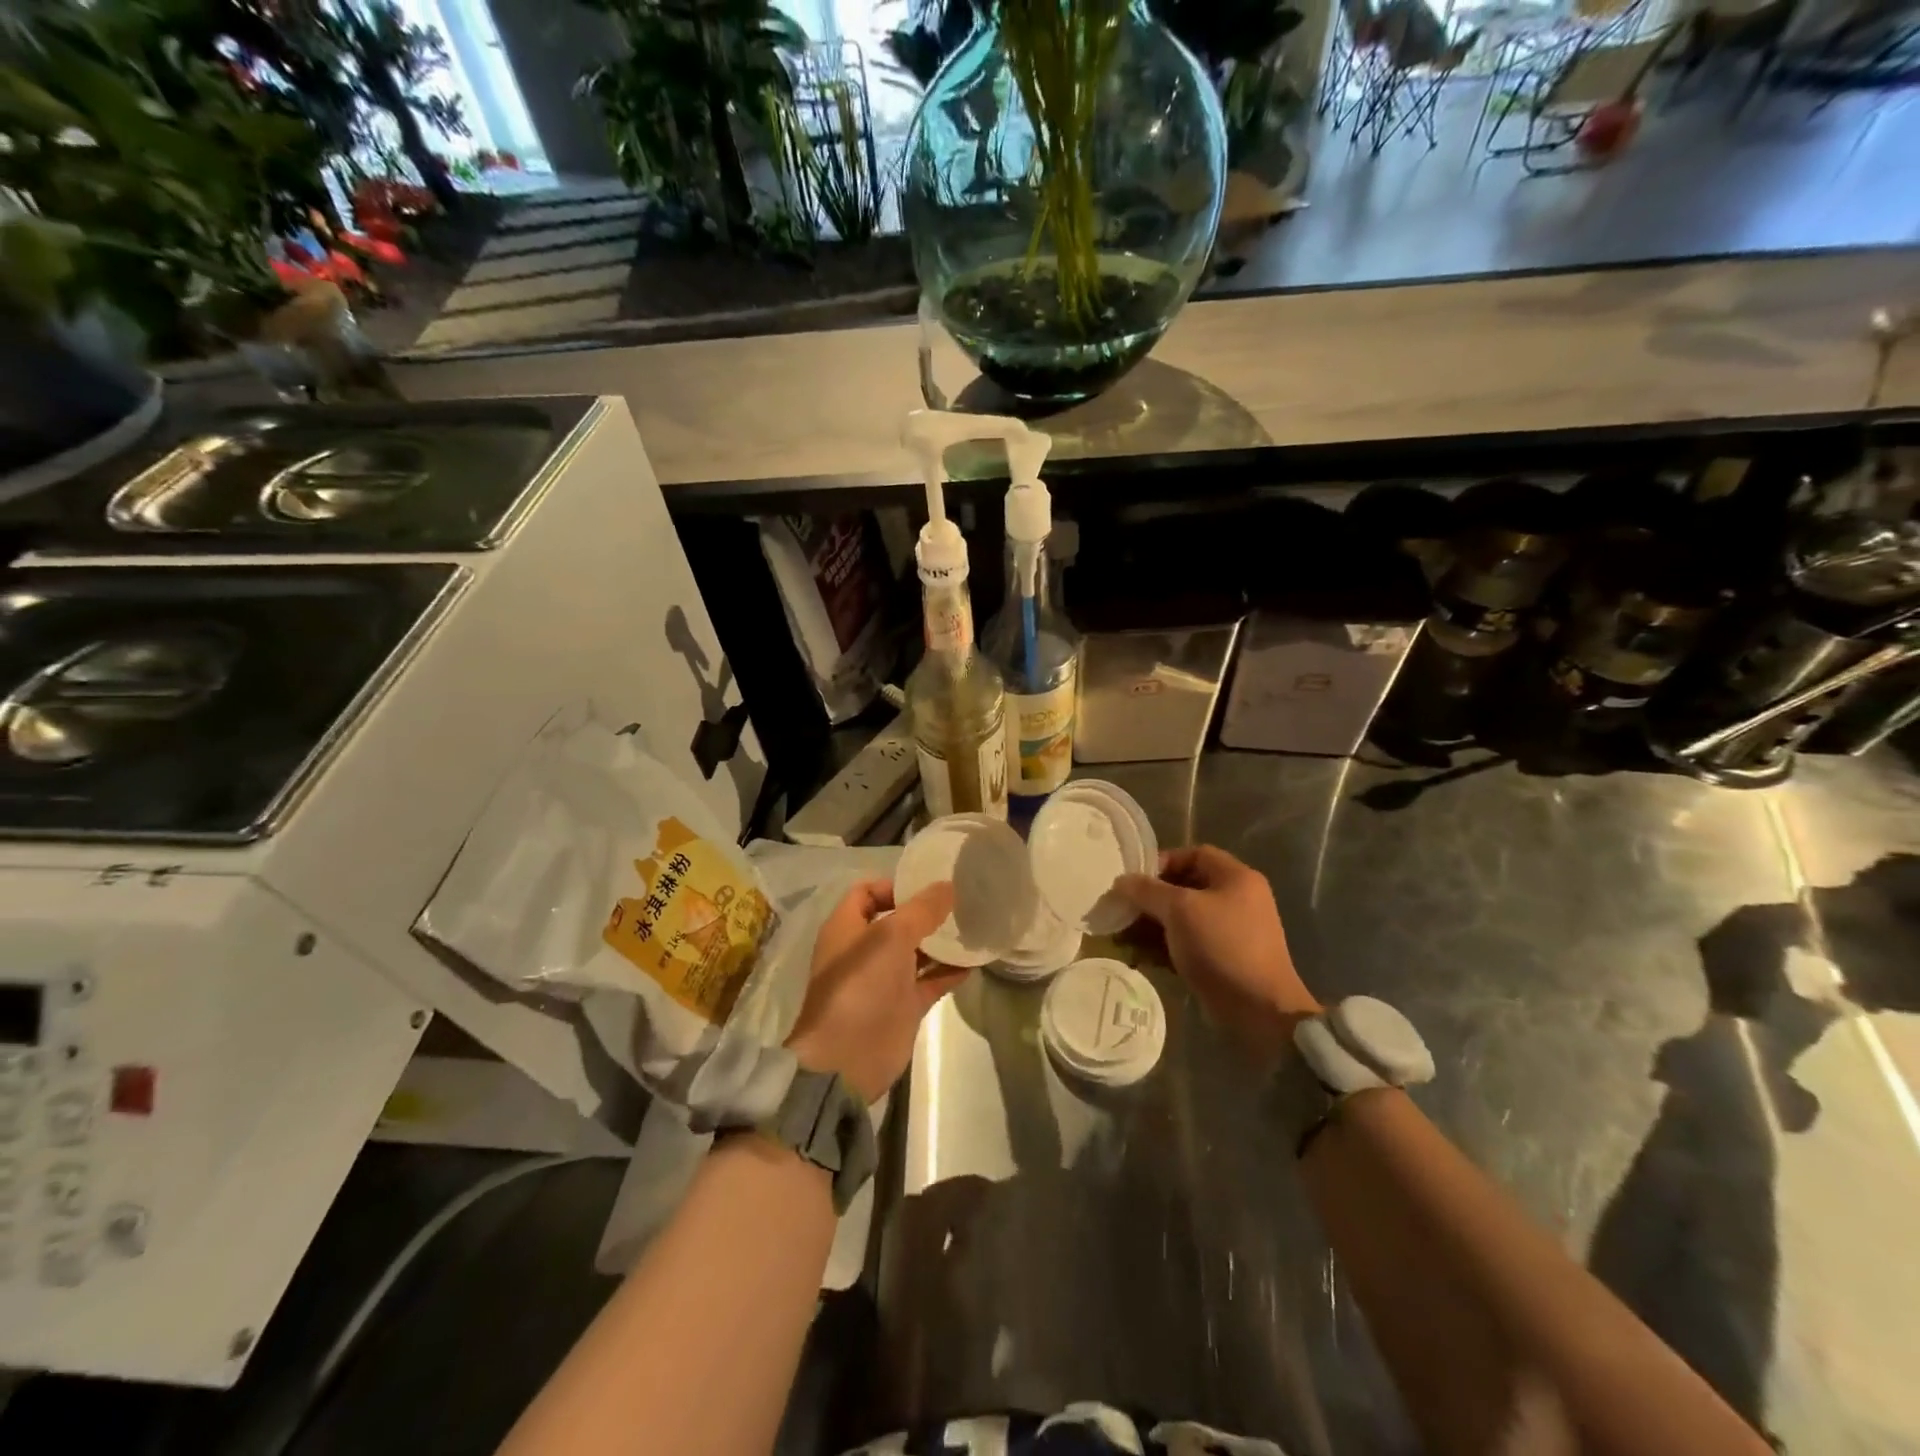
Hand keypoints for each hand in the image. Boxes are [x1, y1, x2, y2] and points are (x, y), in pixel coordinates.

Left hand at [786, 879, 966, 1103]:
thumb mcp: (892, 936)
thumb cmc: (862, 985)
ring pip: (915, 951)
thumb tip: (948, 886)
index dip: (894, 886)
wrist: (848, 1059)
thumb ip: (922, 910)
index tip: (929, 886)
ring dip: (940, 941)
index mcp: (847, 927)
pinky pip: (930, 980)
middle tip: (961, 902)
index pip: (867, 893)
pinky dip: (949, 971)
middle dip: (925, 912)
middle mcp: (864, 950)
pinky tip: (974, 962)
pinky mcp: (902, 1006)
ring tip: (973, 927)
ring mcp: (884, 979)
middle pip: (896, 921)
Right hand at [1116, 845, 1319, 1060]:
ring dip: (1150, 925)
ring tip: (1120, 935)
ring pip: (1181, 919)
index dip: (1162, 861)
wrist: (1259, 1011)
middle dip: (1150, 898)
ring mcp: (1229, 932)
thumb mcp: (1180, 910)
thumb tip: (1121, 882)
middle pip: (1184, 888)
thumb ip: (1147, 891)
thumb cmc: (1221, 946)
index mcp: (1236, 878)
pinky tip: (1136, 956)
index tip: (1135, 879)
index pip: (1194, 854)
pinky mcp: (1221, 960)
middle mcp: (1236, 900)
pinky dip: (1162, 947)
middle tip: (1121, 909)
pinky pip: (1185, 944)